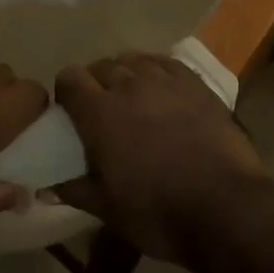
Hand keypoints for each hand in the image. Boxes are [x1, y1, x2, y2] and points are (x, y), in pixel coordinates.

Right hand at [48, 53, 268, 262]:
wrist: (225, 206)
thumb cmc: (158, 212)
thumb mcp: (108, 210)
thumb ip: (75, 189)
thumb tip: (47, 184)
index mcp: (100, 113)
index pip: (69, 79)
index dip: (66, 92)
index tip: (71, 111)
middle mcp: (128, 85)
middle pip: (100, 66)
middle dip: (95, 83)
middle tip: (103, 110)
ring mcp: (164, 79)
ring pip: (133, 60)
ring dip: (126, 74)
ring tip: (133, 97)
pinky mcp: (194, 82)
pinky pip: (165, 62)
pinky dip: (155, 69)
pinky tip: (161, 88)